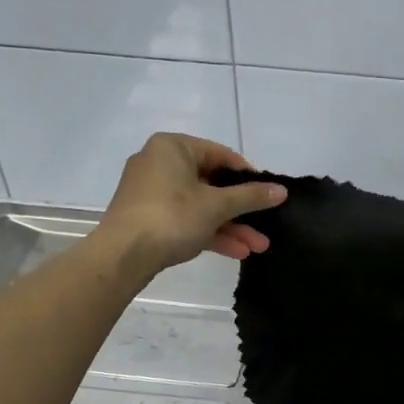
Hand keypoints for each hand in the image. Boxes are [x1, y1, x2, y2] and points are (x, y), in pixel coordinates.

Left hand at [96, 133, 285, 275]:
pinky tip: (237, 251)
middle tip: (266, 226)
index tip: (268, 194)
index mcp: (173, 148)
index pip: (221, 155)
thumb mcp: (217, 205)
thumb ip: (251, 196)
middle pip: (212, 184)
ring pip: (201, 206)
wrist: (122, 255)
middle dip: (242, 210)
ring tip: (258, 247)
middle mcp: (160, 163)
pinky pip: (186, 219)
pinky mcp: (148, 217)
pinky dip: (209, 232)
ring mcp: (152, 192)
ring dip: (231, 226)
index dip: (248, 176)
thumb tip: (282, 190)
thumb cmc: (171, 216)